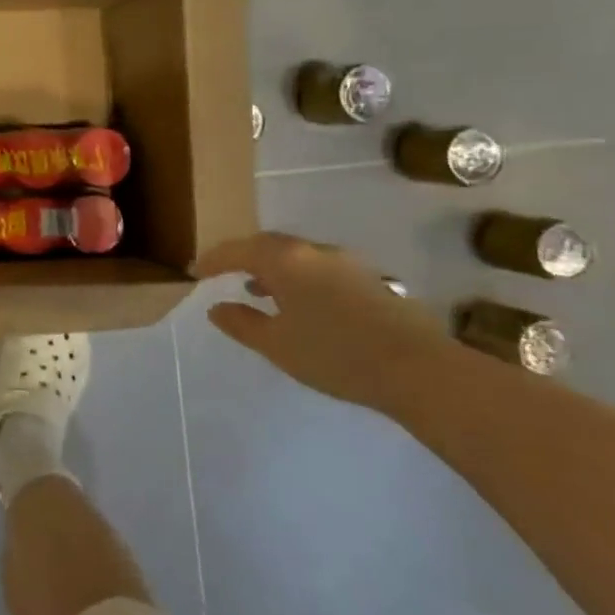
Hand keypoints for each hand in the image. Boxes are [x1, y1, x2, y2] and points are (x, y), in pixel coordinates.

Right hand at [196, 232, 454, 417]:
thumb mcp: (277, 345)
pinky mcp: (369, 280)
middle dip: (243, 257)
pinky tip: (301, 304)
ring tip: (259, 290)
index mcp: (285, 260)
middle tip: (224, 273)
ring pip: (297, 256)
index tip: (195, 272)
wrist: (419, 369)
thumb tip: (217, 308)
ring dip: (273, 268)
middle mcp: (314, 251)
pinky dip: (298, 278)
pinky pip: (319, 268)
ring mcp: (346, 263)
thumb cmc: (335, 354)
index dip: (213, 260)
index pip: (238, 250)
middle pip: (268, 245)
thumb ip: (242, 323)